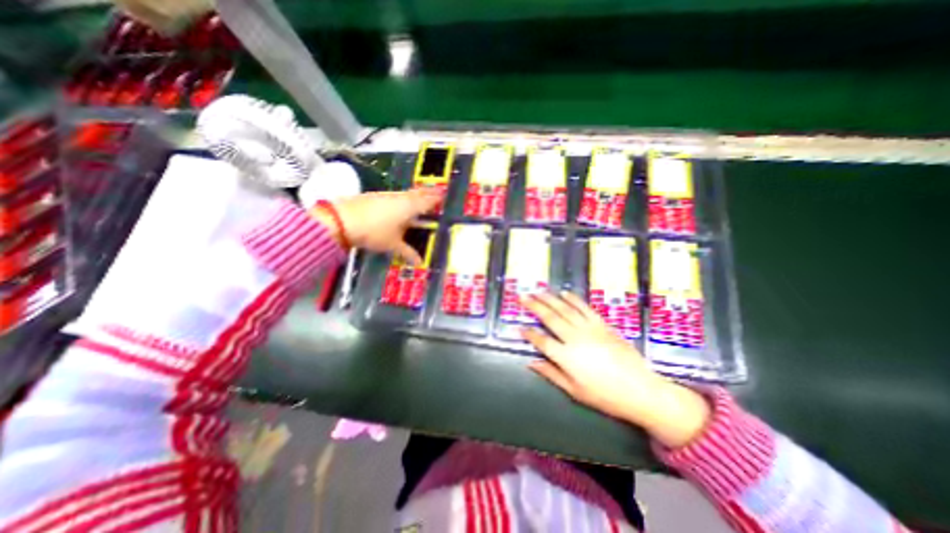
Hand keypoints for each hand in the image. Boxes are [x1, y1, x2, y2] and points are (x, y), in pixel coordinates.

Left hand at [315, 188, 443, 263]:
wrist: (343, 220)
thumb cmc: (375, 232)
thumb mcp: (393, 244)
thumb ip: (407, 252)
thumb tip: (419, 262)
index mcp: (410, 207)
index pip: (427, 201)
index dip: (436, 199)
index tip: (444, 196)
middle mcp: (400, 198)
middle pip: (418, 193)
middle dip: (427, 193)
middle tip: (436, 193)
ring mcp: (387, 195)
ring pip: (406, 193)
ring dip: (415, 195)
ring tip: (420, 198)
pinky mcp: (376, 196)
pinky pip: (395, 195)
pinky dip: (402, 198)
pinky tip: (399, 203)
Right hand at [519, 292, 711, 450]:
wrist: (641, 390)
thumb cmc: (605, 395)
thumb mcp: (574, 390)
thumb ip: (551, 373)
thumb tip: (530, 362)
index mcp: (566, 357)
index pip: (541, 341)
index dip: (528, 333)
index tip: (518, 327)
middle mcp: (574, 338)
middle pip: (550, 318)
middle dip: (534, 306)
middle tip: (522, 296)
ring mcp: (589, 328)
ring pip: (565, 309)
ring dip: (549, 298)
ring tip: (538, 290)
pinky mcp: (602, 324)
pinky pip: (584, 308)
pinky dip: (573, 299)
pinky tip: (564, 293)